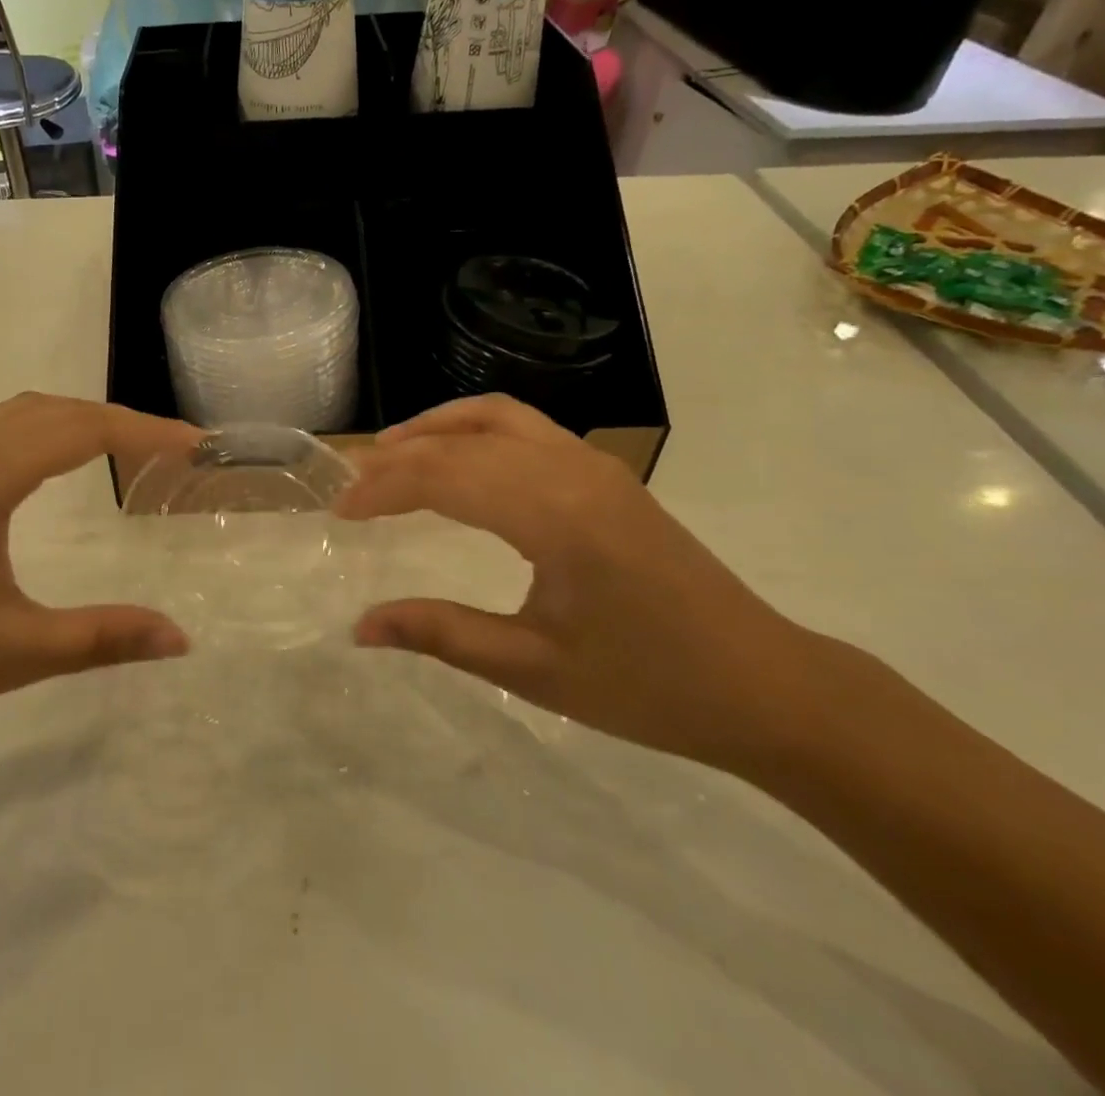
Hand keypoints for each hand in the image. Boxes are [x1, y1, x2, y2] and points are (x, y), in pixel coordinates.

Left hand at [0, 393, 202, 737]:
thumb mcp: (12, 650)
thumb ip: (101, 638)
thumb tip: (181, 638)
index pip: (85, 430)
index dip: (147, 433)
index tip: (196, 445)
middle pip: (58, 411)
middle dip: (121, 422)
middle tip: (171, 450)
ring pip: (24, 412)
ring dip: (79, 419)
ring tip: (122, 448)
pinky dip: (41, 427)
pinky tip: (44, 458)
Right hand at [336, 395, 823, 769]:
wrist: (766, 685)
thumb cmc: (649, 686)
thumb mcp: (534, 668)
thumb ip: (441, 633)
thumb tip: (360, 626)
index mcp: (554, 514)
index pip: (444, 476)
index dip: (382, 489)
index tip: (339, 512)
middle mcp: (571, 470)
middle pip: (462, 441)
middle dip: (398, 457)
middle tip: (350, 485)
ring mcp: (594, 465)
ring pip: (496, 418)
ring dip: (437, 429)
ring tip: (390, 453)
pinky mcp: (606, 474)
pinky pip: (526, 429)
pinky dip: (476, 431)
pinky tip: (458, 461)